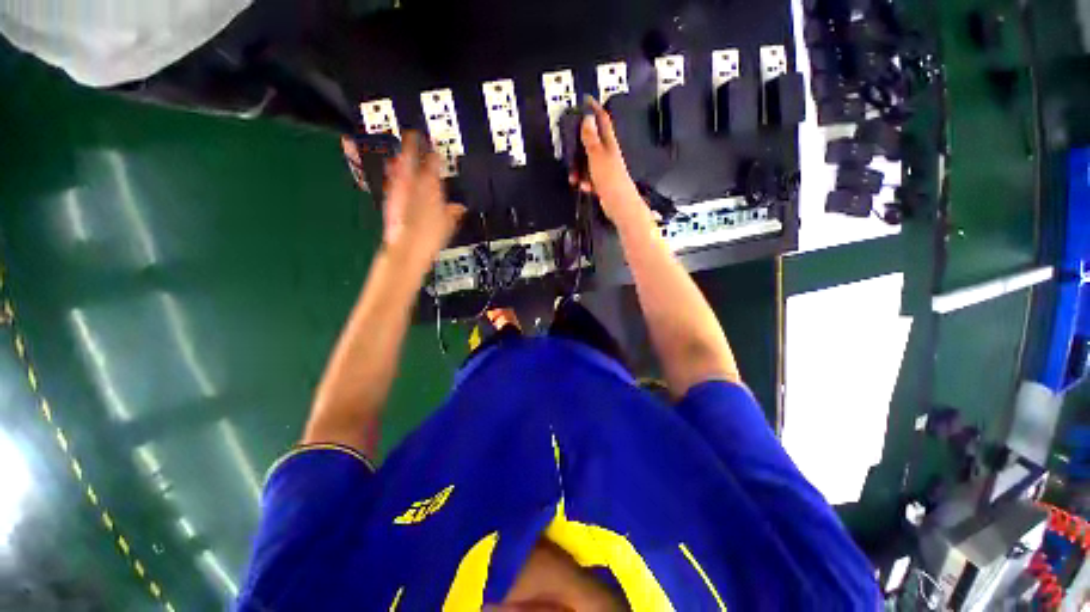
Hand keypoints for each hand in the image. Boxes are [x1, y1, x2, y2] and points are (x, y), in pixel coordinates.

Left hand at [381, 132, 464, 266]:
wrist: (406, 248)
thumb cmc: (430, 235)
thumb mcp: (449, 223)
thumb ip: (453, 211)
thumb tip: (459, 207)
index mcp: (430, 185)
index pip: (432, 161)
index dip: (434, 152)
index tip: (434, 146)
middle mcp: (411, 183)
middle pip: (409, 157)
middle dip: (411, 145)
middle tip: (412, 134)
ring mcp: (398, 190)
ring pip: (398, 168)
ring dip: (401, 159)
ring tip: (403, 153)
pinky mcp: (390, 200)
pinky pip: (393, 181)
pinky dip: (396, 176)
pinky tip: (396, 177)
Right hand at [569, 98, 649, 229]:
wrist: (620, 205)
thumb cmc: (612, 180)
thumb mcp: (597, 156)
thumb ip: (591, 138)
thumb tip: (588, 119)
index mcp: (609, 144)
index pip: (602, 120)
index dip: (595, 109)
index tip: (587, 100)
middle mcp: (608, 154)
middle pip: (591, 142)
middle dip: (579, 146)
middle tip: (569, 149)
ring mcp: (605, 168)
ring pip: (588, 162)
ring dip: (579, 168)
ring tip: (575, 177)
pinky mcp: (602, 182)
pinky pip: (589, 177)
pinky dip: (585, 180)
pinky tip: (584, 186)